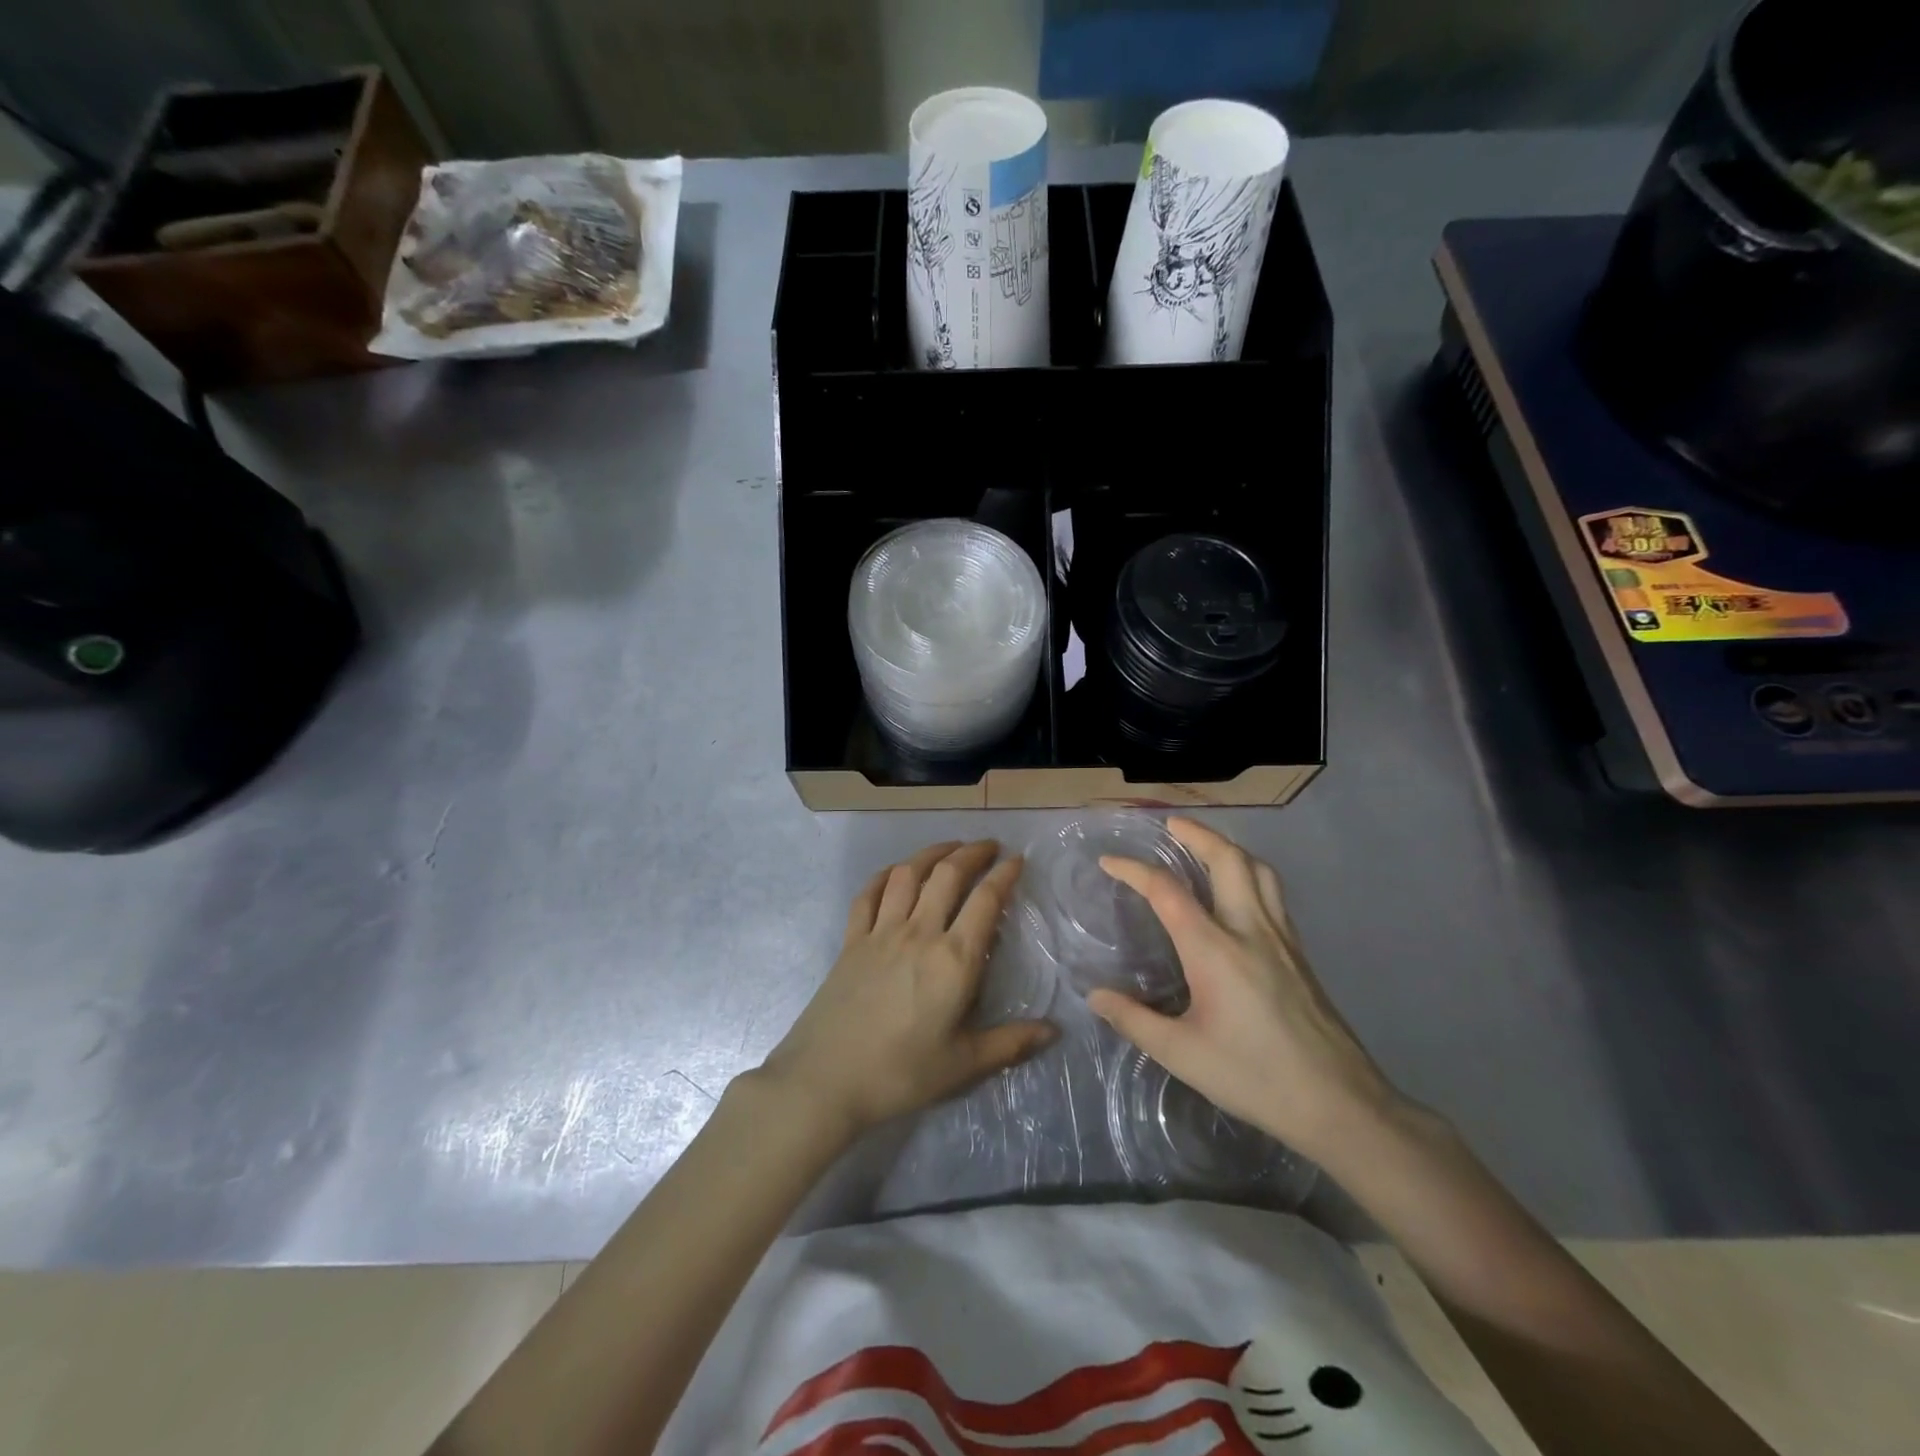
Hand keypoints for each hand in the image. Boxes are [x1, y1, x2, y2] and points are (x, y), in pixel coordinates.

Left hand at [759, 840, 1055, 1136]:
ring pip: (907, 874)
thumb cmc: (900, 1074)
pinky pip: (868, 895)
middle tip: (989, 846)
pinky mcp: (851, 940)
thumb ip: (1011, 1043)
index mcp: (954, 960)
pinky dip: (884, 876)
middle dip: (972, 852)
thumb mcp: (963, 1065)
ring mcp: (881, 932)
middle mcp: (919, 933)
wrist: (825, 1080)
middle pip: (947, 874)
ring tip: (948, 848)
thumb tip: (1055, 1031)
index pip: (985, 901)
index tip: (1017, 860)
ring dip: (931, 853)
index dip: (1004, 875)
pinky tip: (894, 873)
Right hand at [1087, 818, 1403, 1166]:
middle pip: (1228, 860)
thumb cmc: (1255, 1077)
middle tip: (1171, 826)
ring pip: (1259, 871)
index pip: (1168, 891)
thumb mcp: (1182, 1055)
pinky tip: (1239, 895)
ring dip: (1229, 848)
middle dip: (1197, 834)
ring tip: (1206, 848)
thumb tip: (1095, 996)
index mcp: (1215, 950)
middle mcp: (1250, 930)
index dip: (1134, 870)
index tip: (1109, 862)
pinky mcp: (1299, 954)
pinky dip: (1249, 874)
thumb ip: (1135, 1020)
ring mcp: (1282, 939)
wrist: (1340, 1104)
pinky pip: (1273, 893)